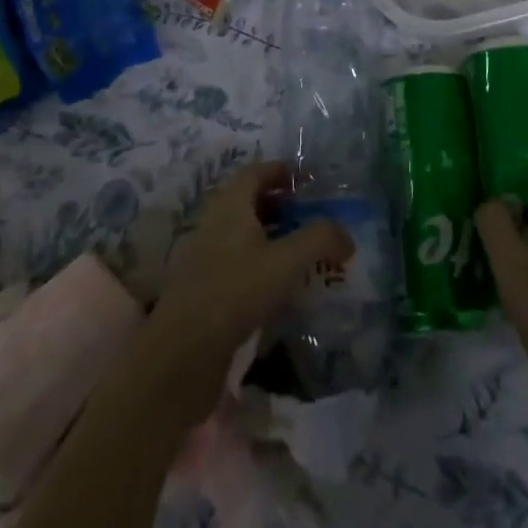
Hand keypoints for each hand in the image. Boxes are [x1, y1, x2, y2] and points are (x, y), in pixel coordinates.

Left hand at [143, 161, 352, 420]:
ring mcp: (207, 255)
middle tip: (311, 217)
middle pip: (250, 201)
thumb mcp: (285, 262)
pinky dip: (261, 262)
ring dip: (272, 235)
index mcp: (230, 203)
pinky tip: (279, 287)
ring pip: (244, 233)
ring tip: (302, 253)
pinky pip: (238, 261)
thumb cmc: (234, 293)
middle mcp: (215, 221)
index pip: (257, 171)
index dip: (283, 171)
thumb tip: (346, 235)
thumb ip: (319, 240)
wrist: (180, 356)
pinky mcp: (205, 288)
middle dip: (281, 204)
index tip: (309, 181)